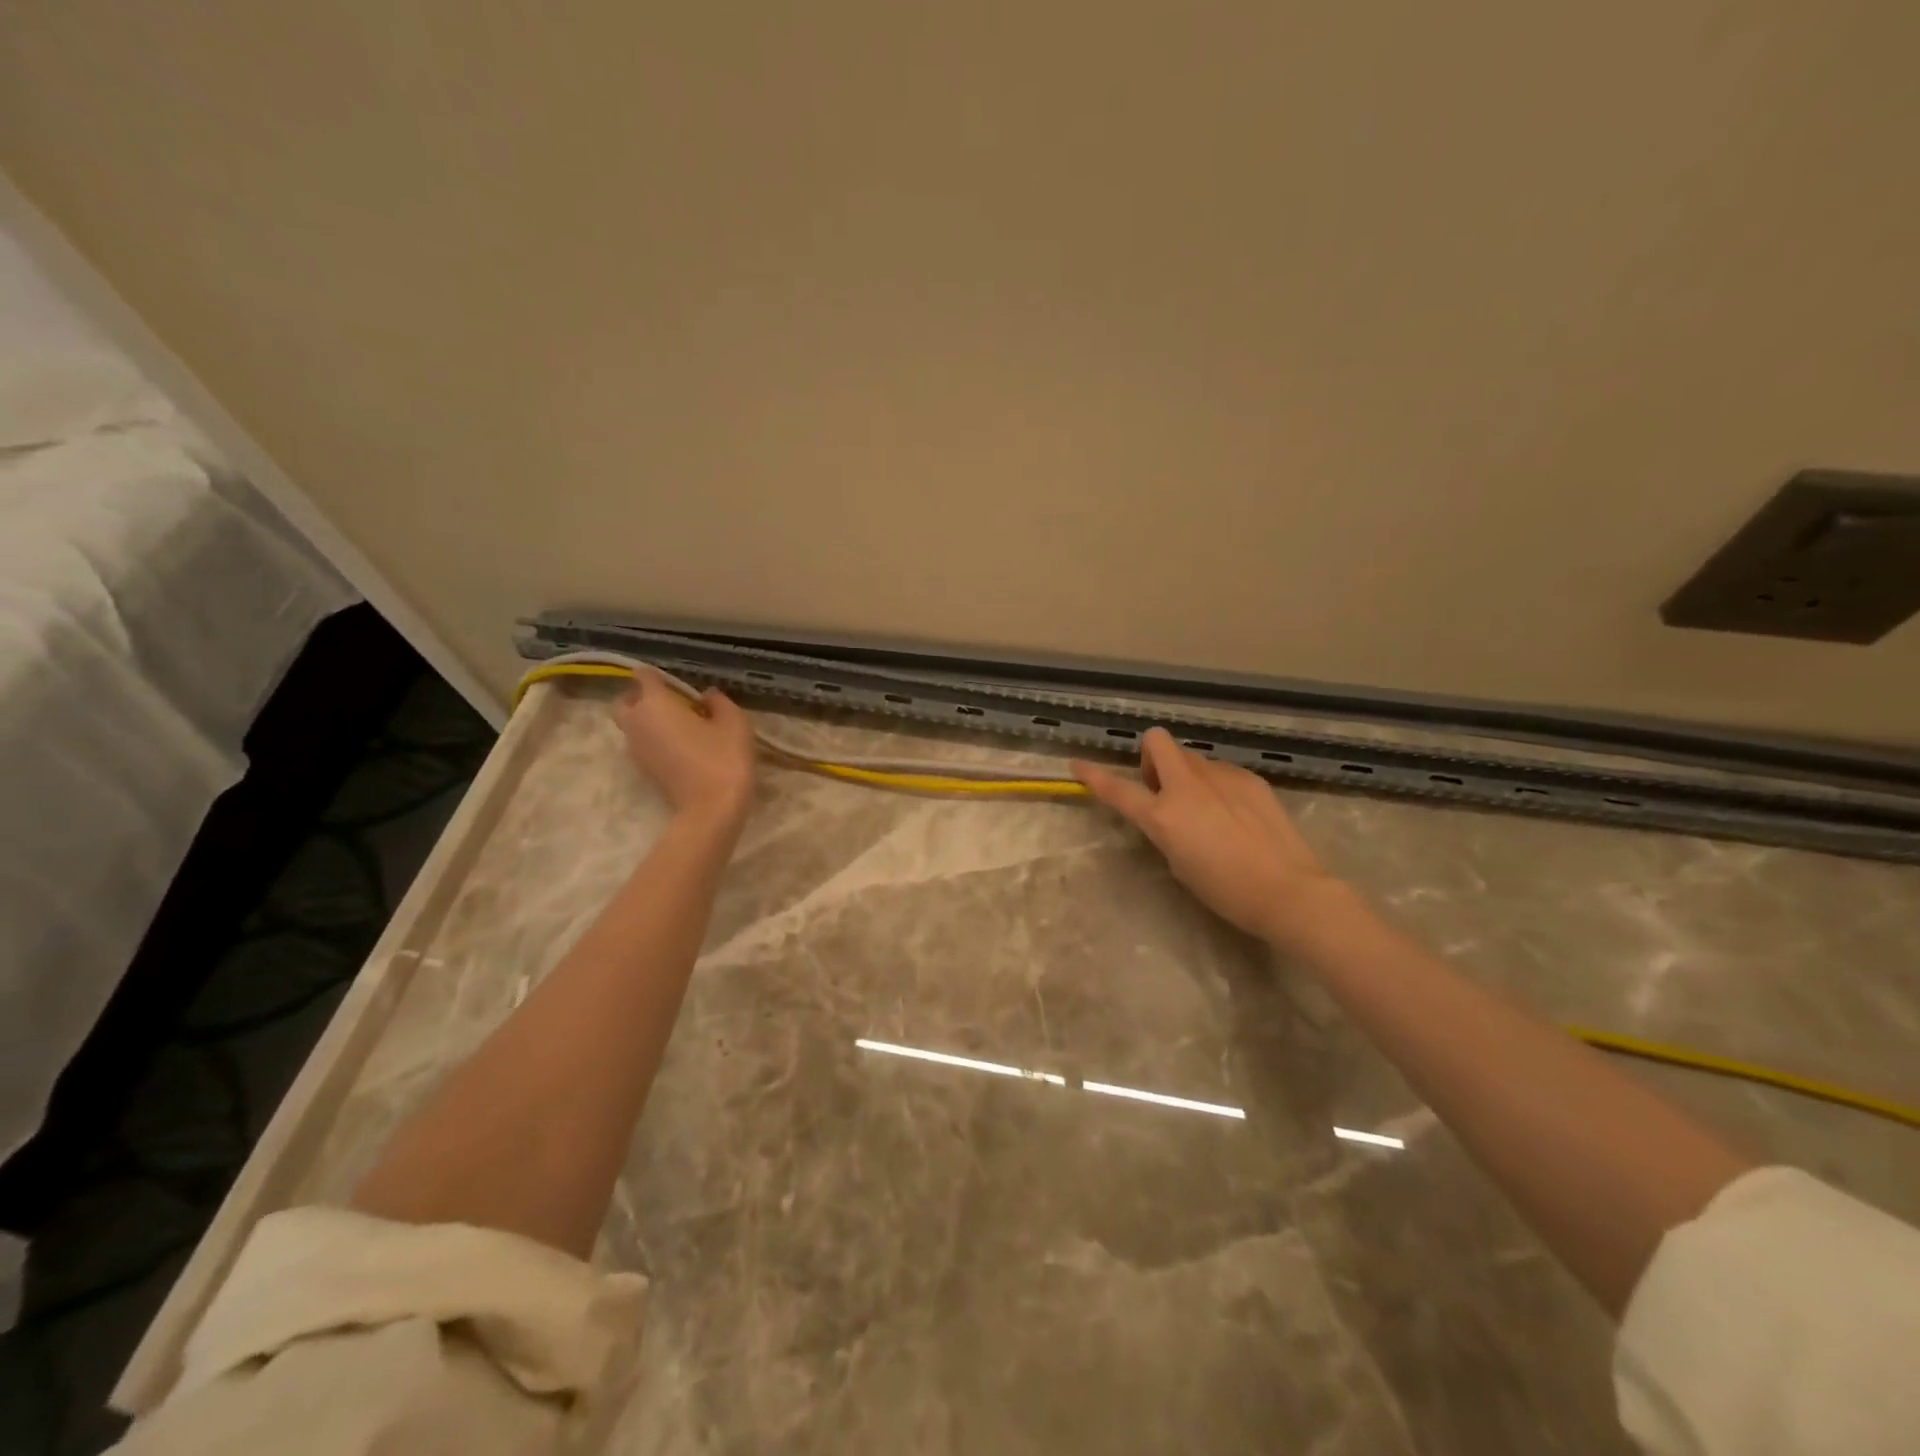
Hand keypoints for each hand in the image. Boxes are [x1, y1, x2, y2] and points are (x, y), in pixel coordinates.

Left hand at [615, 669, 757, 827]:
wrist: (712, 808)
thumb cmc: (723, 757)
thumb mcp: (734, 722)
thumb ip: (719, 702)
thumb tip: (706, 696)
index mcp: (655, 704)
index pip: (643, 677)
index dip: (656, 675)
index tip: (675, 681)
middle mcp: (637, 723)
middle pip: (625, 702)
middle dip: (641, 697)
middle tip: (671, 701)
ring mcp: (637, 749)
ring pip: (631, 725)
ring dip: (647, 719)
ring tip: (679, 724)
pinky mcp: (644, 769)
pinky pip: (641, 743)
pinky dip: (653, 739)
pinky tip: (680, 745)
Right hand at [1072, 728, 1339, 942]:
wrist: (1287, 889)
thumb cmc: (1225, 890)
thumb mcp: (1179, 862)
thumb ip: (1167, 828)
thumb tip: (1172, 812)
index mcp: (1163, 815)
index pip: (1117, 789)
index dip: (1093, 776)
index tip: (1077, 765)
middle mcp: (1188, 786)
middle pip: (1158, 741)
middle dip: (1151, 756)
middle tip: (1161, 788)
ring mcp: (1221, 777)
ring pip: (1192, 759)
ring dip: (1187, 775)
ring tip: (1207, 811)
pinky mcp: (1249, 778)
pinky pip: (1221, 772)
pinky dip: (1217, 786)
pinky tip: (1236, 816)